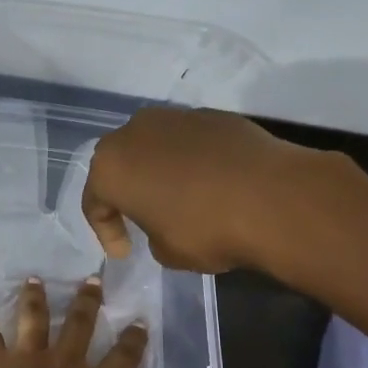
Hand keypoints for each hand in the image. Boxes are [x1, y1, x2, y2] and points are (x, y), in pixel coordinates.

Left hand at [0, 277, 147, 367]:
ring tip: (34, 281)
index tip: (138, 323)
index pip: (122, 360)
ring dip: (35, 299)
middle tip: (91, 280)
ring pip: (35, 319)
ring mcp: (30, 359)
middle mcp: (67, 366)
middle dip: (88, 301)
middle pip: (80, 324)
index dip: (133, 341)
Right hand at [82, 107, 351, 273]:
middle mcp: (135, 132)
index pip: (95, 202)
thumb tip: (165, 221)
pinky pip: (189, 143)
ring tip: (178, 200)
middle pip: (121, 164)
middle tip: (141, 219)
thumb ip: (152, 233)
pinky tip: (210, 185)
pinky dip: (191, 162)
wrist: (273, 198)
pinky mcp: (213, 115)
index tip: (125, 252)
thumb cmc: (204, 230)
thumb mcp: (166, 251)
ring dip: (159, 172)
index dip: (106, 232)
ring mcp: (176, 118)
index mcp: (111, 167)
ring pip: (154, 148)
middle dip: (128, 192)